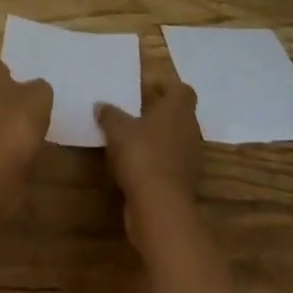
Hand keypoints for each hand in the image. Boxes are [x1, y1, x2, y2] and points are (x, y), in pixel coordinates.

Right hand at [96, 81, 201, 246]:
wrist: (160, 205)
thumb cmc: (141, 154)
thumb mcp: (117, 129)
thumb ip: (110, 114)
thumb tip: (101, 105)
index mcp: (178, 110)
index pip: (182, 90)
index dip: (166, 86)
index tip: (147, 87)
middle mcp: (190, 131)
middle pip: (180, 115)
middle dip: (160, 112)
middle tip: (135, 111)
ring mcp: (190, 158)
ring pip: (176, 139)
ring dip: (158, 137)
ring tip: (132, 137)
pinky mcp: (184, 181)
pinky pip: (171, 161)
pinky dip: (157, 159)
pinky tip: (135, 163)